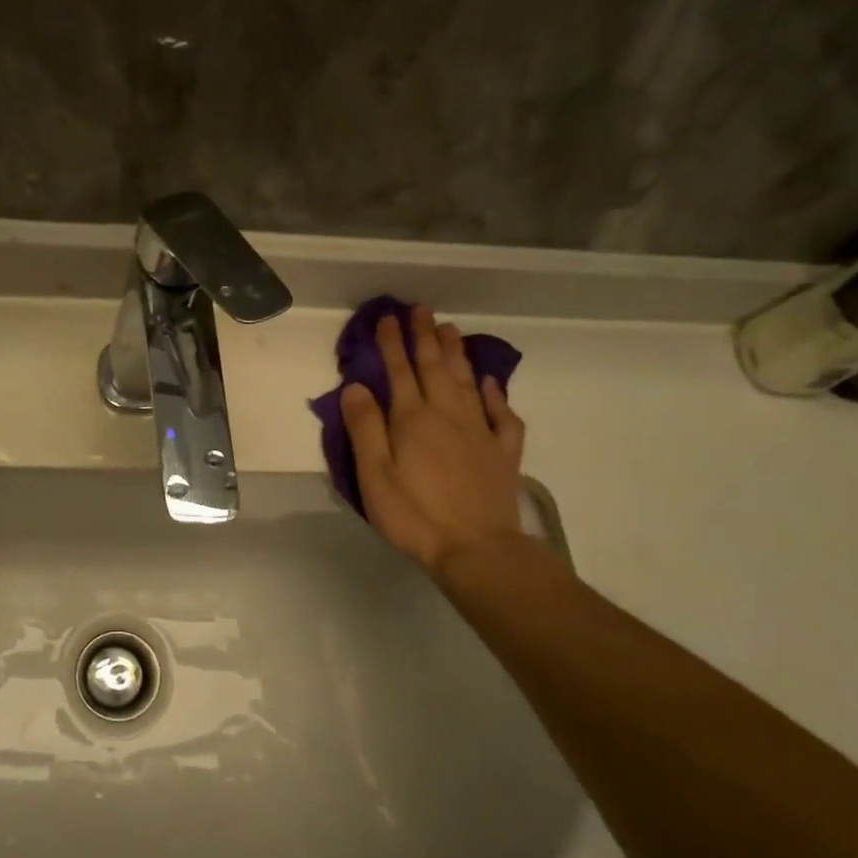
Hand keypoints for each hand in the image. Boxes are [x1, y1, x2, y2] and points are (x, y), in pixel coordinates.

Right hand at [342, 304, 525, 579]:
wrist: (476, 548)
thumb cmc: (414, 513)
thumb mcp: (374, 474)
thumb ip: (364, 427)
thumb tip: (355, 385)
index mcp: (412, 419)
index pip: (399, 371)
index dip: (392, 343)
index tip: (388, 318)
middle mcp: (447, 414)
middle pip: (435, 367)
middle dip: (425, 336)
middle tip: (421, 309)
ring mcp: (480, 431)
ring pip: (467, 381)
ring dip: (457, 353)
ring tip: (450, 330)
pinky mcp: (502, 452)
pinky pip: (502, 414)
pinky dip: (495, 394)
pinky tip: (490, 382)